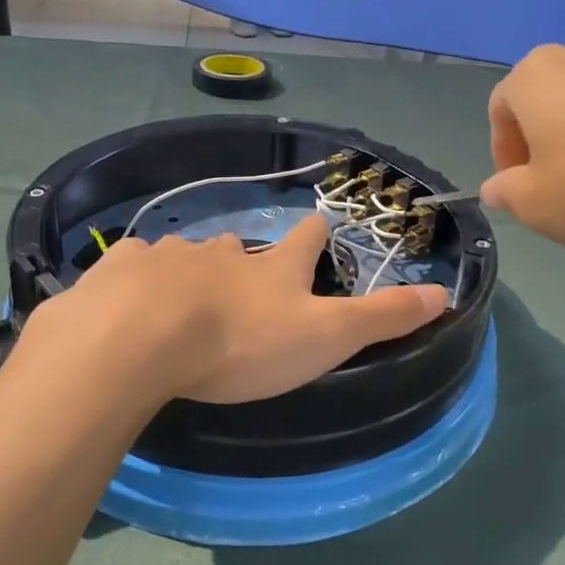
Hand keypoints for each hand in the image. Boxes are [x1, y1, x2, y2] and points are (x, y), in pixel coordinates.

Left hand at [26, 213, 447, 403]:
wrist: (143, 338)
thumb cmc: (243, 342)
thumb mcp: (326, 336)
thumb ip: (381, 318)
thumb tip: (443, 294)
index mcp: (272, 270)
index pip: (304, 241)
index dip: (315, 233)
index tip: (319, 222)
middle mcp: (222, 253)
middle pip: (240, 245)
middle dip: (245, 253)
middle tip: (243, 265)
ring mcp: (168, 257)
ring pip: (187, 253)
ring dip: (192, 265)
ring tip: (187, 287)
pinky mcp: (121, 271)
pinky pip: (134, 263)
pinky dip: (138, 273)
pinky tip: (131, 289)